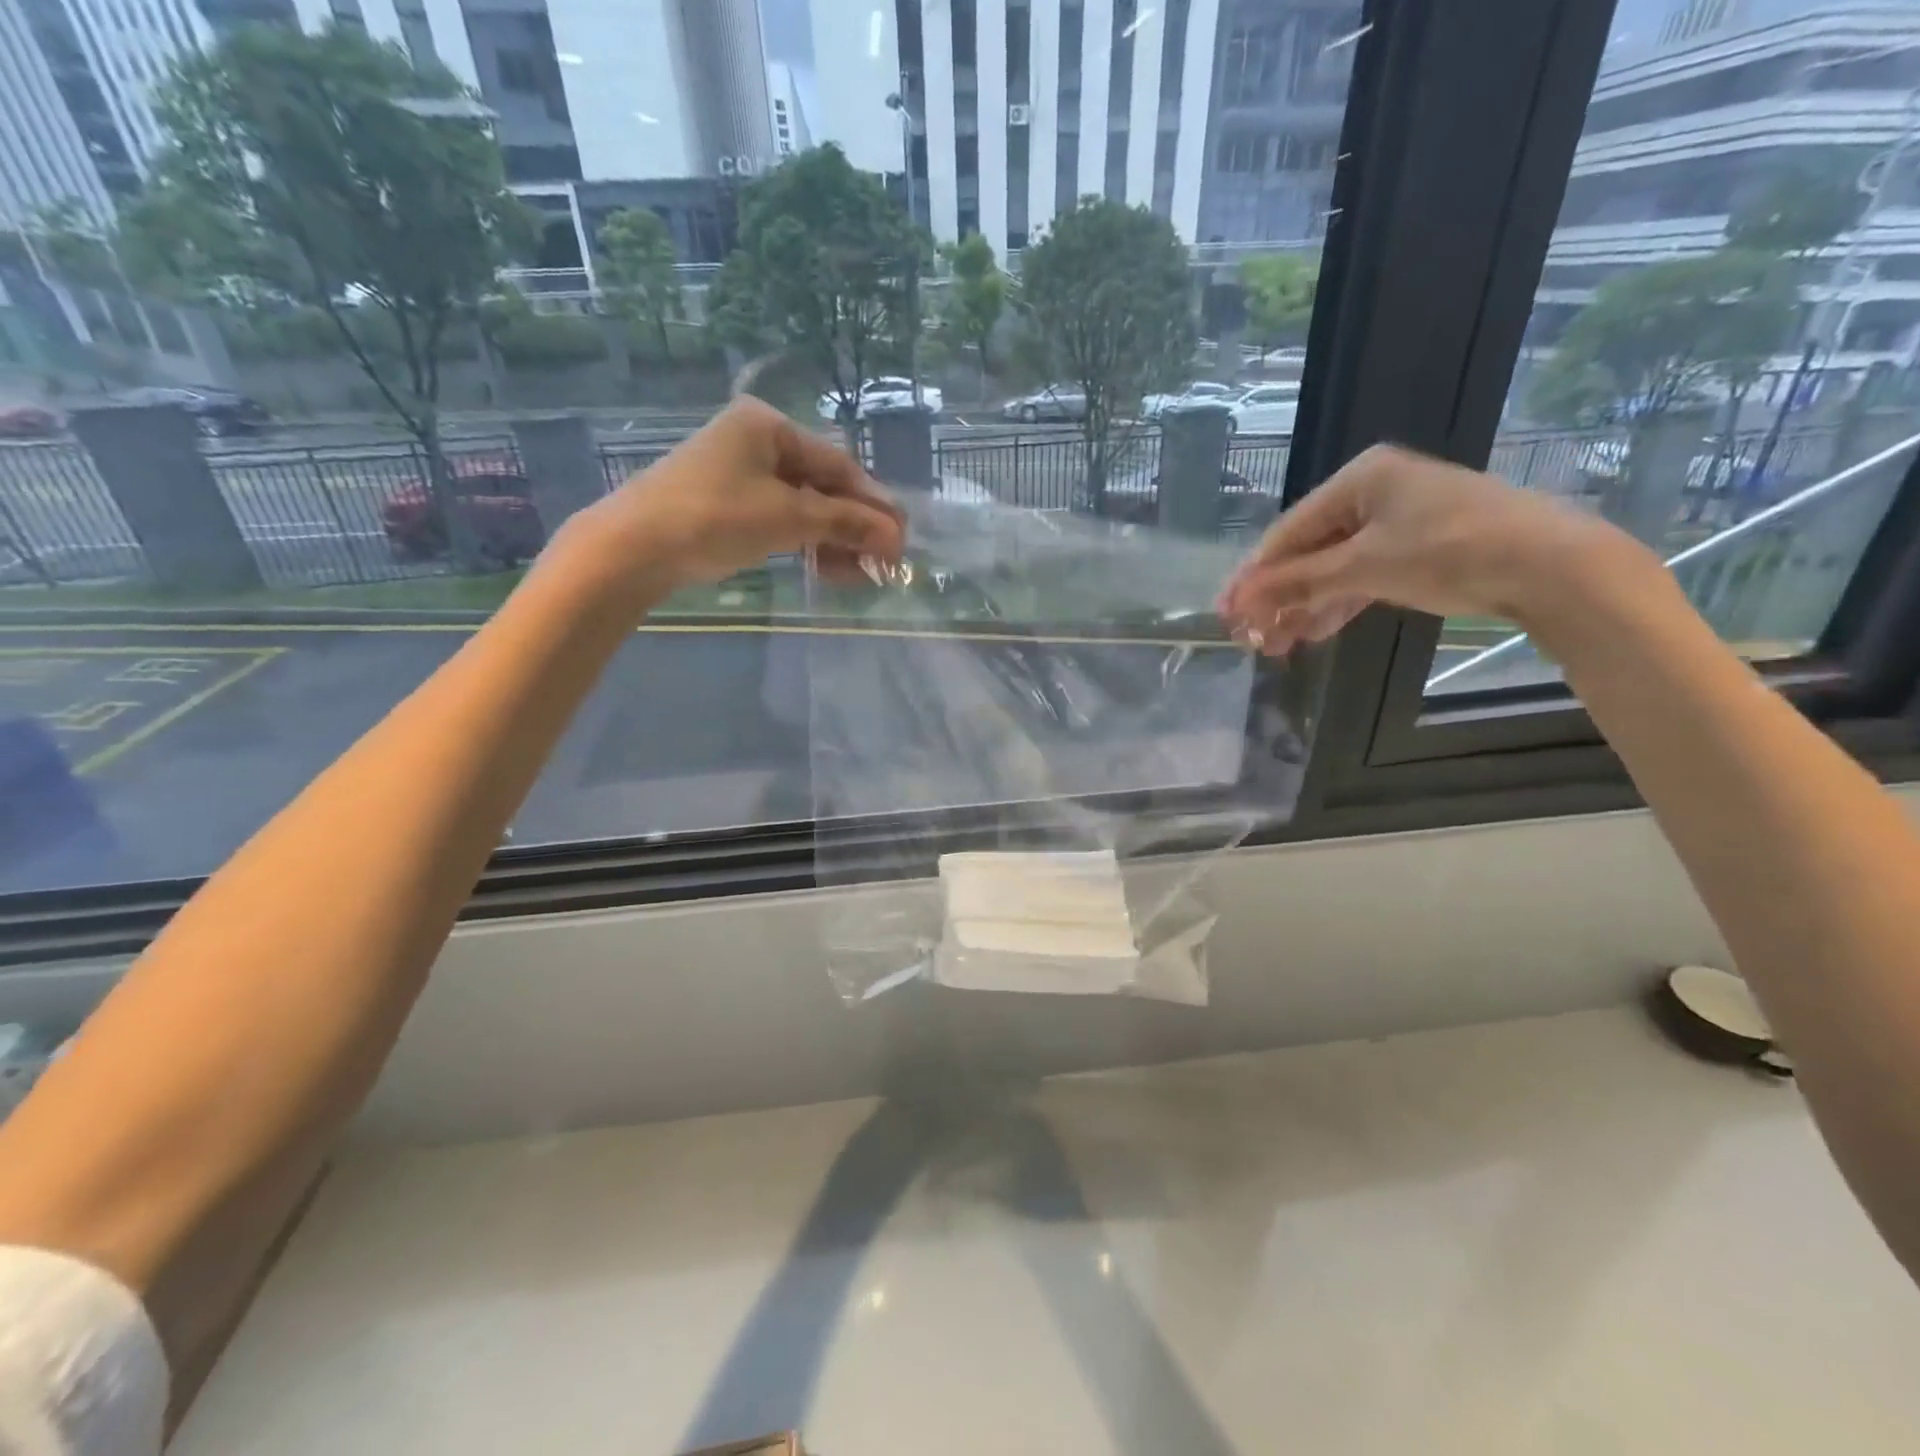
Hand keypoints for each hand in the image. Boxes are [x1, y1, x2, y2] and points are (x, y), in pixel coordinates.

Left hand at [588, 396, 905, 589]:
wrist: (633, 548)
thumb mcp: (788, 517)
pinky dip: (804, 542)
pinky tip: (823, 566)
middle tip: (881, 562)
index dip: (873, 503)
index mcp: (768, 425)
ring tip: (855, 575)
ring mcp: (737, 472)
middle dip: (853, 527)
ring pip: (802, 506)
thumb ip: (845, 522)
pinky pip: (779, 519)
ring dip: (832, 540)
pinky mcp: (725, 503)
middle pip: (822, 485)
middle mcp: (754, 440)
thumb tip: (896, 535)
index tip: (900, 537)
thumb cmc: (714, 517)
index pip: (837, 465)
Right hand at [1216, 444, 1644, 654]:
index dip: (1254, 576)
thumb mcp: (1362, 566)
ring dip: (1303, 607)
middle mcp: (1375, 493)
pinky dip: (1337, 604)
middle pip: (1308, 551)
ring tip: (1277, 645)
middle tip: (1252, 637)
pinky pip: (1361, 576)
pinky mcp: (1418, 549)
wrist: (1551, 566)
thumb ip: (1296, 582)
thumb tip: (1239, 601)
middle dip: (1278, 597)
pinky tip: (1312, 632)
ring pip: (1333, 568)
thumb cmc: (1448, 550)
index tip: (1227, 613)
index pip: (1288, 532)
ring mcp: (1398, 521)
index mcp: (1359, 478)